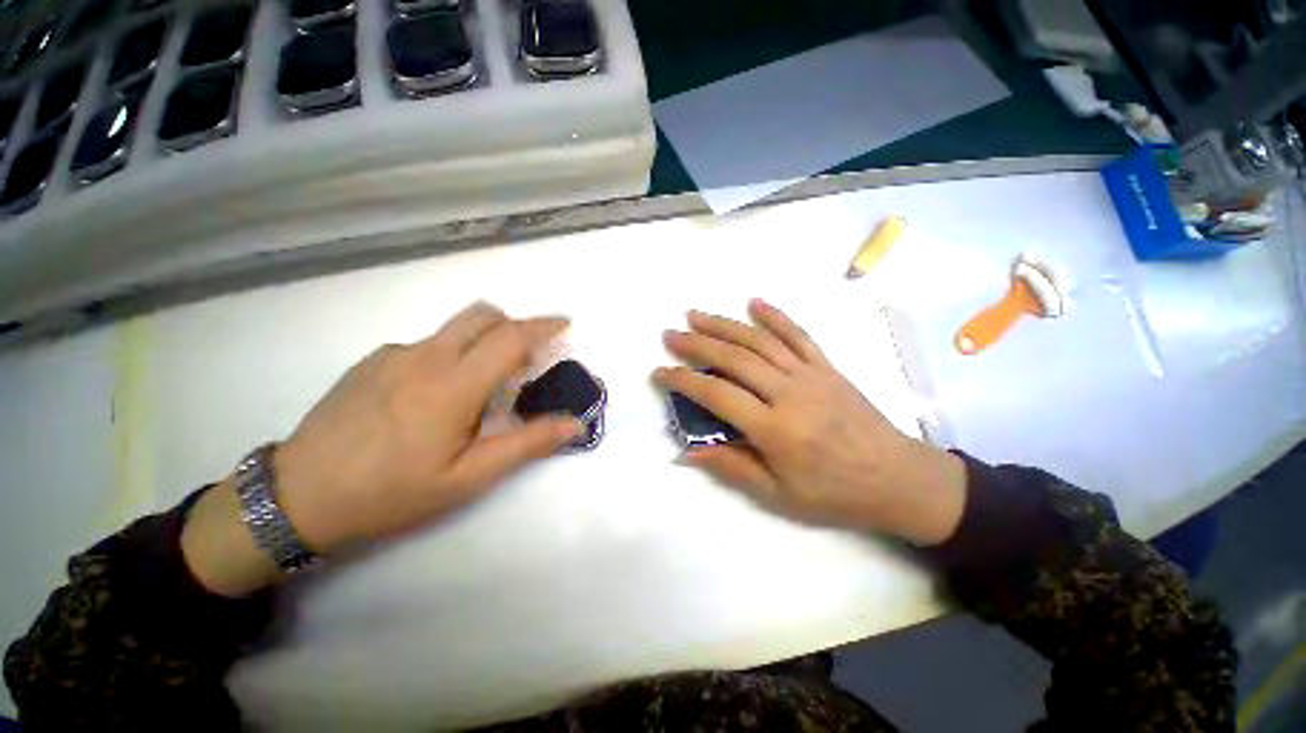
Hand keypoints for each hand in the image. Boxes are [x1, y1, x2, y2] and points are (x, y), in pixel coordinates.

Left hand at [182, 302, 583, 595]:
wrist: (297, 498)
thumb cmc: (392, 492)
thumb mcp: (468, 478)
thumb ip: (527, 444)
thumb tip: (574, 423)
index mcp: (454, 384)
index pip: (512, 337)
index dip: (544, 326)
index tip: (565, 325)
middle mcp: (426, 356)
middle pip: (484, 315)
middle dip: (516, 326)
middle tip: (527, 359)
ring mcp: (395, 354)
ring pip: (455, 328)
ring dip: (484, 340)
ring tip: (482, 384)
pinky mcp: (373, 360)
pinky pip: (428, 344)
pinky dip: (450, 355)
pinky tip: (434, 395)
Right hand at [654, 299, 966, 544]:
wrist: (898, 478)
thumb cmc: (834, 492)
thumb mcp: (778, 495)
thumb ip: (732, 467)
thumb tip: (689, 451)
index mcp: (775, 428)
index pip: (716, 395)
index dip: (683, 381)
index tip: (659, 372)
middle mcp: (789, 392)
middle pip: (734, 359)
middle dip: (696, 344)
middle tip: (670, 335)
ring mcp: (810, 374)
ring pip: (759, 340)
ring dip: (724, 324)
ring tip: (695, 314)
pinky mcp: (826, 366)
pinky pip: (798, 334)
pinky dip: (775, 315)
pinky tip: (754, 302)